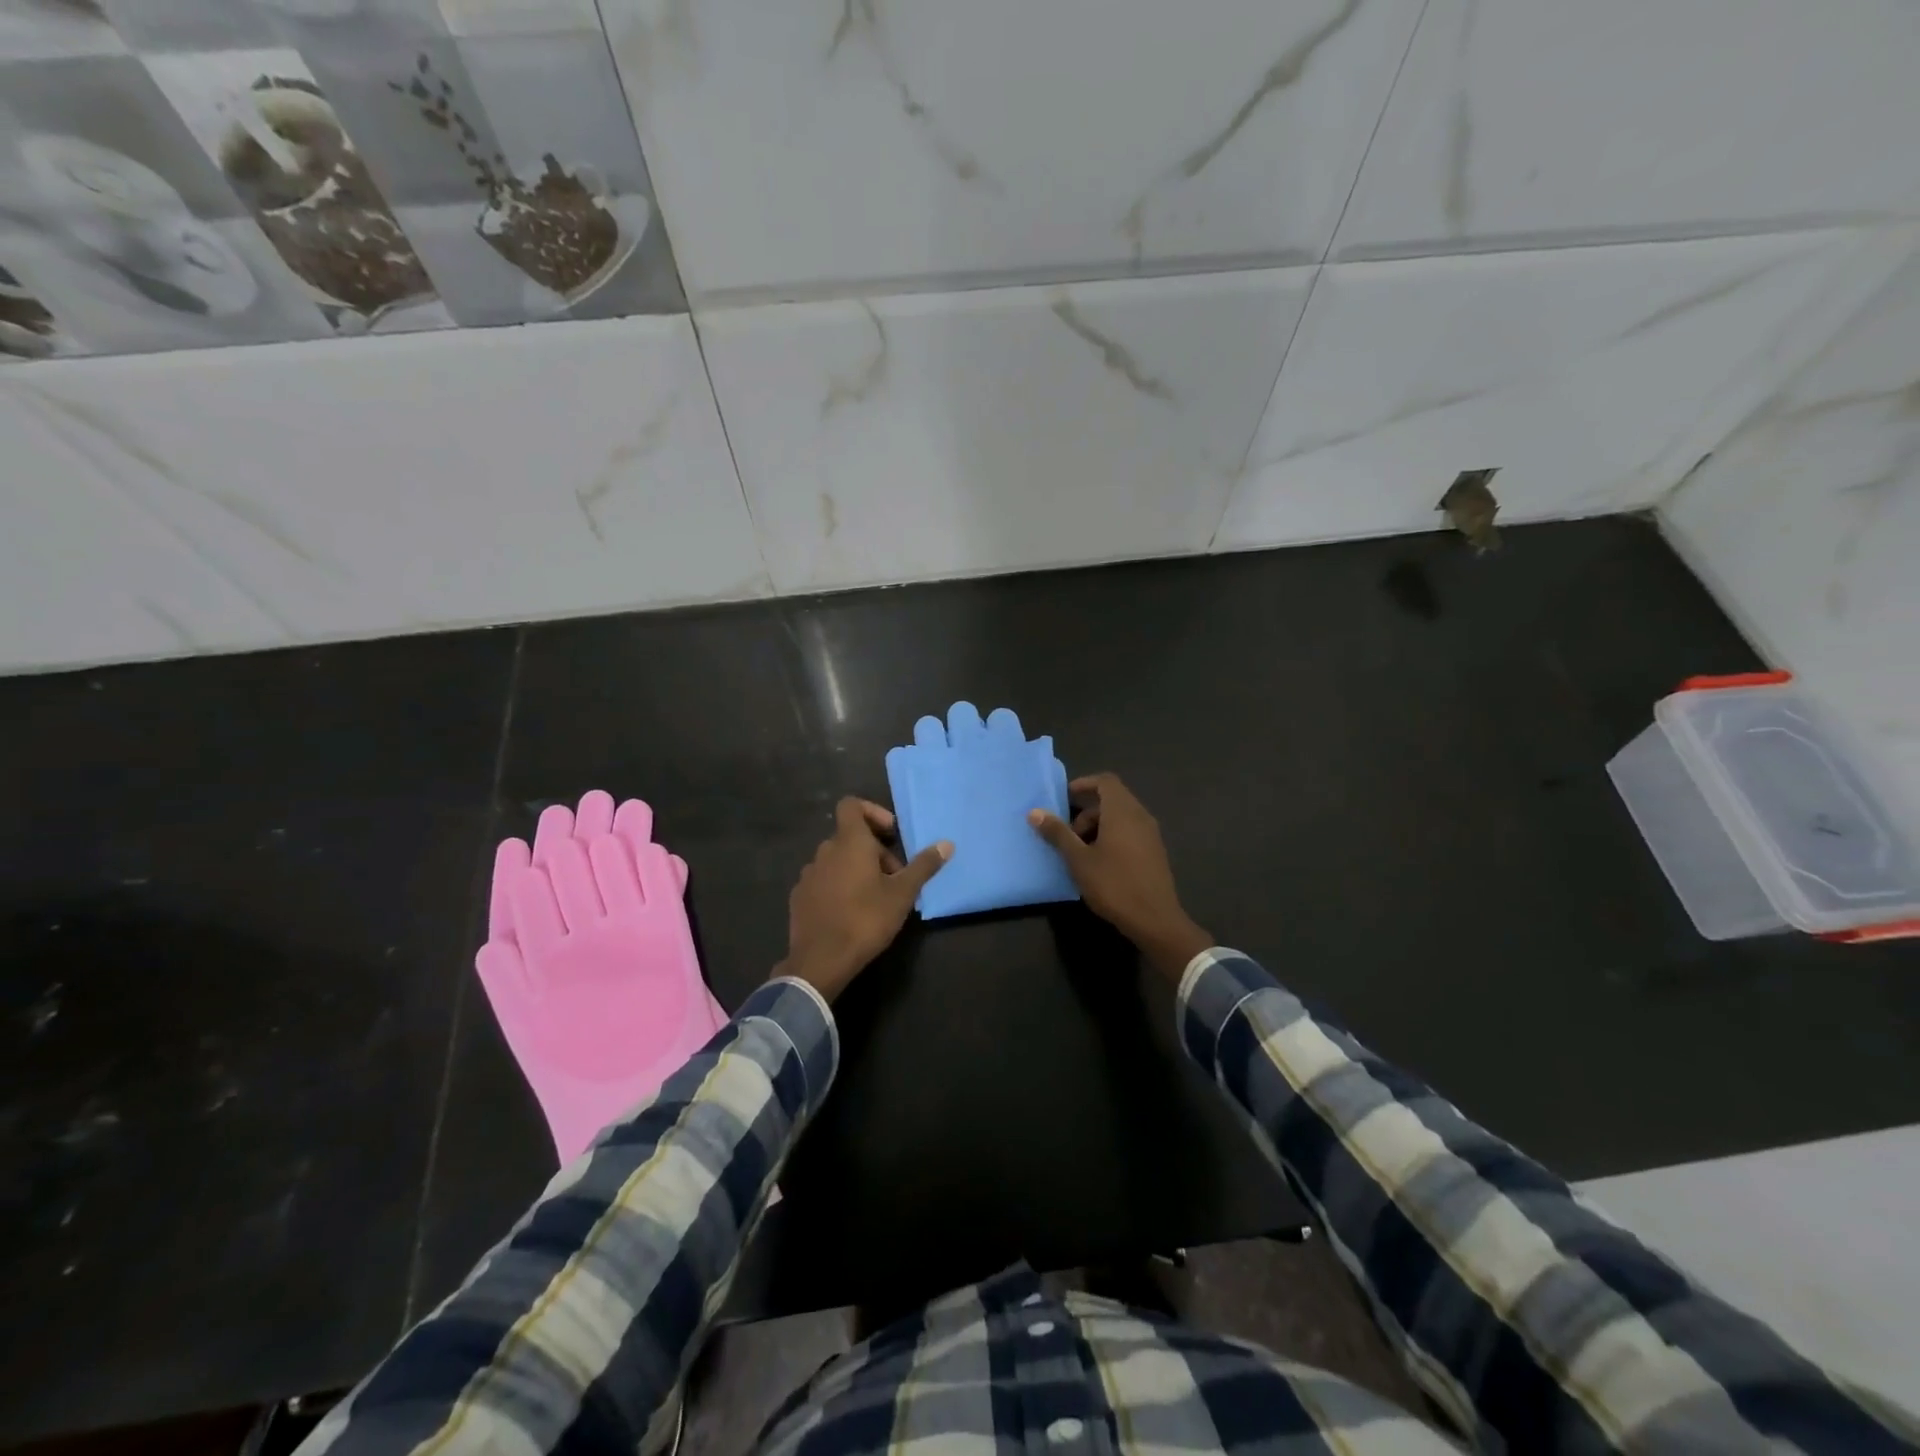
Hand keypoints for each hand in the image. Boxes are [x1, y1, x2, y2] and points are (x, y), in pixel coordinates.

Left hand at [775, 798, 950, 1000]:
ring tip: (875, 897)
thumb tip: (947, 843)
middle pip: (850, 837)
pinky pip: (823, 880)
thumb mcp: (902, 894)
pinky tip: (850, 912)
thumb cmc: (865, 919)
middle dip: (874, 851)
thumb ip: (924, 866)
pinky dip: (838, 886)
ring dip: (856, 869)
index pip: (851, 805)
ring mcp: (808, 874)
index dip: (872, 812)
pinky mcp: (799, 897)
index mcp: (849, 842)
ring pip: (836, 860)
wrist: (820, 961)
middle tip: (894, 878)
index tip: (891, 835)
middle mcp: (824, 851)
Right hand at [1028, 774, 1213, 981]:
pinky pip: (1130, 832)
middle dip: (1086, 812)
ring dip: (1098, 826)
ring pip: (1121, 817)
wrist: (1155, 920)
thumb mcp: (1079, 860)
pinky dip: (1112, 837)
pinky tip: (1100, 863)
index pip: (1105, 781)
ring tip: (1080, 852)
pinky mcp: (1155, 852)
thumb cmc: (1114, 885)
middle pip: (1112, 799)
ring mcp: (1151, 835)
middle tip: (1067, 834)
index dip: (1084, 784)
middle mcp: (1140, 816)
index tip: (1065, 798)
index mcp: (1122, 812)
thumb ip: (1058, 833)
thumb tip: (1035, 812)